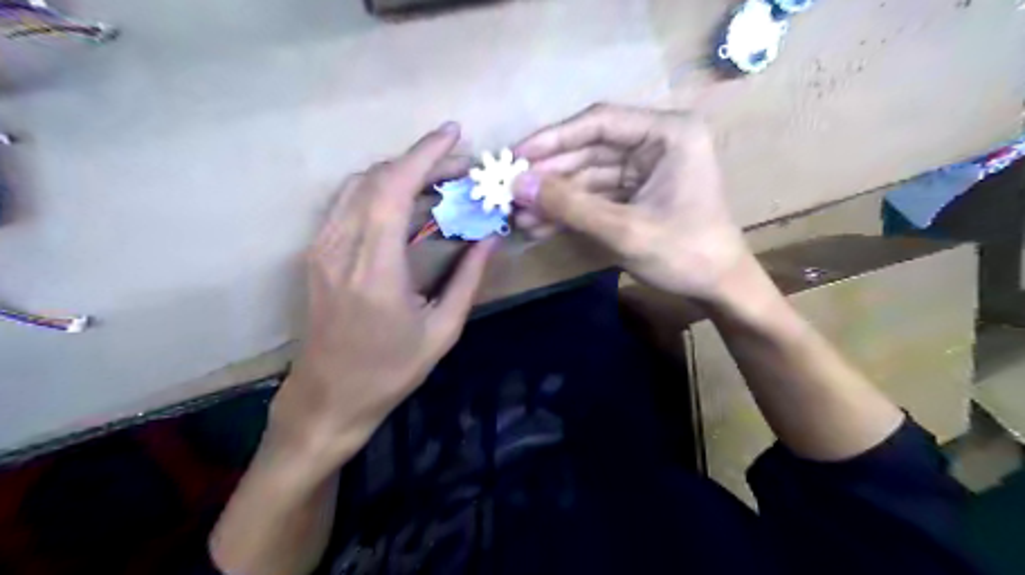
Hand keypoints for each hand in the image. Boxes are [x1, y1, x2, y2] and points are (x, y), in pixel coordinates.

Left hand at [266, 121, 495, 466]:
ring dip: (399, 173)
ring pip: (358, 185)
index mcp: (375, 270)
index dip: (424, 154)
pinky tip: (406, 202)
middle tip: (460, 169)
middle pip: (376, 179)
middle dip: (421, 162)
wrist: (329, 396)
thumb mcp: (443, 330)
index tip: (454, 134)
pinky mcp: (316, 254)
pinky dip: (380, 190)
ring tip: (438, 182)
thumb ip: (468, 278)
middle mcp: (340, 249)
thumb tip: (491, 238)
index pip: (394, 189)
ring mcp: (321, 249)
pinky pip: (347, 203)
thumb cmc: (391, 371)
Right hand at [512, 103, 749, 299]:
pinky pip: (595, 195)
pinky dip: (570, 210)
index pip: (600, 122)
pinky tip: (540, 225)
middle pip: (590, 150)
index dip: (553, 139)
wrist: (719, 289)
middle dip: (550, 175)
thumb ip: (569, 205)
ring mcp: (645, 170)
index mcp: (669, 133)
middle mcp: (656, 143)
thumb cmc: (684, 254)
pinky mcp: (636, 194)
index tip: (515, 155)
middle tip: (509, 191)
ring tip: (518, 215)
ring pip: (588, 175)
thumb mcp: (624, 229)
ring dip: (555, 197)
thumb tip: (516, 185)